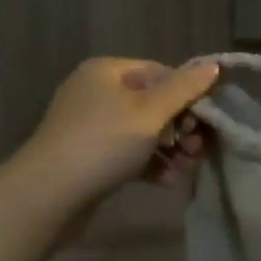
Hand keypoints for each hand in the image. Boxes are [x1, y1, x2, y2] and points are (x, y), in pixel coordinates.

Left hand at [20, 57, 219, 210]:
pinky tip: (169, 182)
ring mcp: (92, 126)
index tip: (208, 122)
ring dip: (170, 150)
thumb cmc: (103, 142)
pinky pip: (129, 153)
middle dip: (181, 128)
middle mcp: (97, 92)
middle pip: (154, 103)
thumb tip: (213, 66)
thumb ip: (184, 89)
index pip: (161, 72)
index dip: (189, 95)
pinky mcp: (90, 157)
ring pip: (144, 132)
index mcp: (108, 71)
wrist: (48, 195)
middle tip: (198, 150)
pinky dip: (151, 164)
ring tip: (186, 170)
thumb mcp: (150, 112)